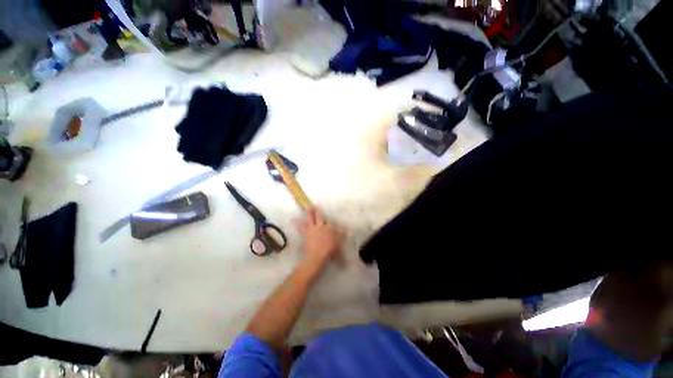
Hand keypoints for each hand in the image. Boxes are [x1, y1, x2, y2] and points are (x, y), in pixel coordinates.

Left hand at [296, 208, 342, 267]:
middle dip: (318, 211)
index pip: (331, 222)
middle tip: (316, 206)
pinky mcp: (306, 232)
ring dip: (309, 212)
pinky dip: (297, 223)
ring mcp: (313, 228)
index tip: (331, 220)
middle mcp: (321, 225)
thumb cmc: (329, 251)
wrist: (317, 255)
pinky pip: (301, 227)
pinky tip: (293, 219)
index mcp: (330, 228)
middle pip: (320, 216)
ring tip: (307, 207)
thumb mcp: (338, 244)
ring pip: (310, 218)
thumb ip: (342, 237)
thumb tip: (347, 231)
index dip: (330, 221)